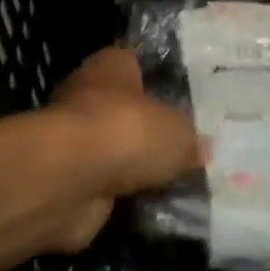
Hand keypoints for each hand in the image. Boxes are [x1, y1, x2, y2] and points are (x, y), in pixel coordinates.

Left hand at [41, 47, 202, 250]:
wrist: (70, 180)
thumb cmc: (126, 131)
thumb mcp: (179, 132)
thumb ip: (190, 139)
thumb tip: (199, 148)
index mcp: (111, 66)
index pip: (137, 63)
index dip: (161, 79)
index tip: (189, 97)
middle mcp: (88, 96)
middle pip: (127, 110)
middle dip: (152, 129)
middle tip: (191, 146)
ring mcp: (75, 140)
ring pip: (116, 151)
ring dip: (137, 167)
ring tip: (180, 182)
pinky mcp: (69, 179)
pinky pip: (107, 186)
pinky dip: (125, 196)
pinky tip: (155, 206)